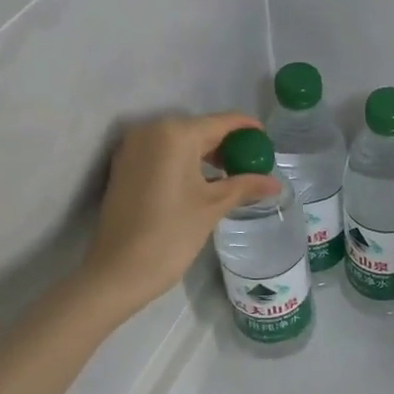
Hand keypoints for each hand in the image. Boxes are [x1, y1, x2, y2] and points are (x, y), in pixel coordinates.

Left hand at [82, 112, 282, 320]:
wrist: (118, 270)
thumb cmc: (171, 233)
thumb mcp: (213, 206)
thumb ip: (246, 186)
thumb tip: (275, 183)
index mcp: (175, 133)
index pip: (222, 122)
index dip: (248, 129)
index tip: (267, 142)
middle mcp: (151, 130)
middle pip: (200, 129)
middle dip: (227, 145)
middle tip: (252, 164)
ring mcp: (133, 147)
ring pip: (180, 141)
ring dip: (206, 154)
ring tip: (232, 176)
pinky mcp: (123, 165)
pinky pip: (162, 153)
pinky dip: (184, 162)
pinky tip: (202, 181)